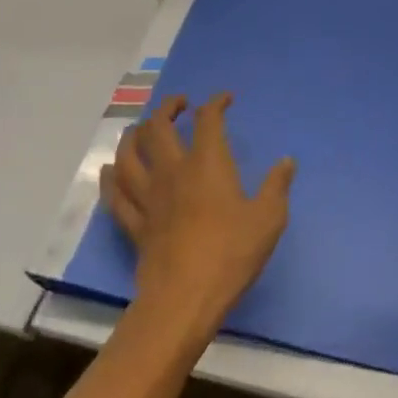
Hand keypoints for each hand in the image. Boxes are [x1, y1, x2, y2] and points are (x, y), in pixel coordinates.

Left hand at [100, 94, 295, 338]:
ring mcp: (148, 197)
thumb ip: (277, 186)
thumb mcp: (268, 218)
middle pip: (159, 128)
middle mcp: (173, 171)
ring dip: (134, 134)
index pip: (208, 120)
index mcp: (208, 164)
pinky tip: (110, 168)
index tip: (225, 98)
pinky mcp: (134, 223)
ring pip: (129, 155)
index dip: (216, 103)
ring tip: (141, 127)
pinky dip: (111, 176)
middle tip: (180, 104)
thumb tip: (287, 161)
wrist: (184, 299)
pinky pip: (115, 193)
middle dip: (168, 108)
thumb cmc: (231, 253)